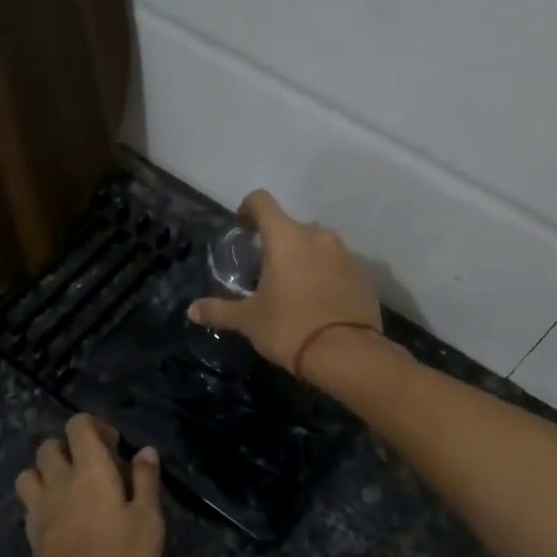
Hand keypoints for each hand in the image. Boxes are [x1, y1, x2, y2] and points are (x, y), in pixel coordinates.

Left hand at [14, 414, 164, 556]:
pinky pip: (29, 503)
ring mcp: (40, 509)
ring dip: (47, 473)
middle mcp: (58, 481)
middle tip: (95, 469)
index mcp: (89, 470)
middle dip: (69, 448)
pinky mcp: (31, 535)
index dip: (94, 427)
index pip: (78, 425)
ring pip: (30, 472)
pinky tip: (62, 518)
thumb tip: (144, 451)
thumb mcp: (148, 520)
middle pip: (49, 446)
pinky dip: (42, 500)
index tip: (115, 447)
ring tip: (71, 490)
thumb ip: (146, 481)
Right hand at [187, 190, 382, 374]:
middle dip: (277, 242)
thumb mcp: (249, 321)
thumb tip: (191, 311)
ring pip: (318, 245)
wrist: (347, 354)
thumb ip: (220, 310)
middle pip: (291, 226)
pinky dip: (327, 274)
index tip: (242, 228)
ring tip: (294, 287)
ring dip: (304, 257)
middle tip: (265, 270)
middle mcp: (318, 236)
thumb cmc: (290, 328)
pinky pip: (339, 265)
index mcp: (286, 238)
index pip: (262, 202)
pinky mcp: (365, 275)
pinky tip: (320, 301)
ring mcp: (346, 254)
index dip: (248, 209)